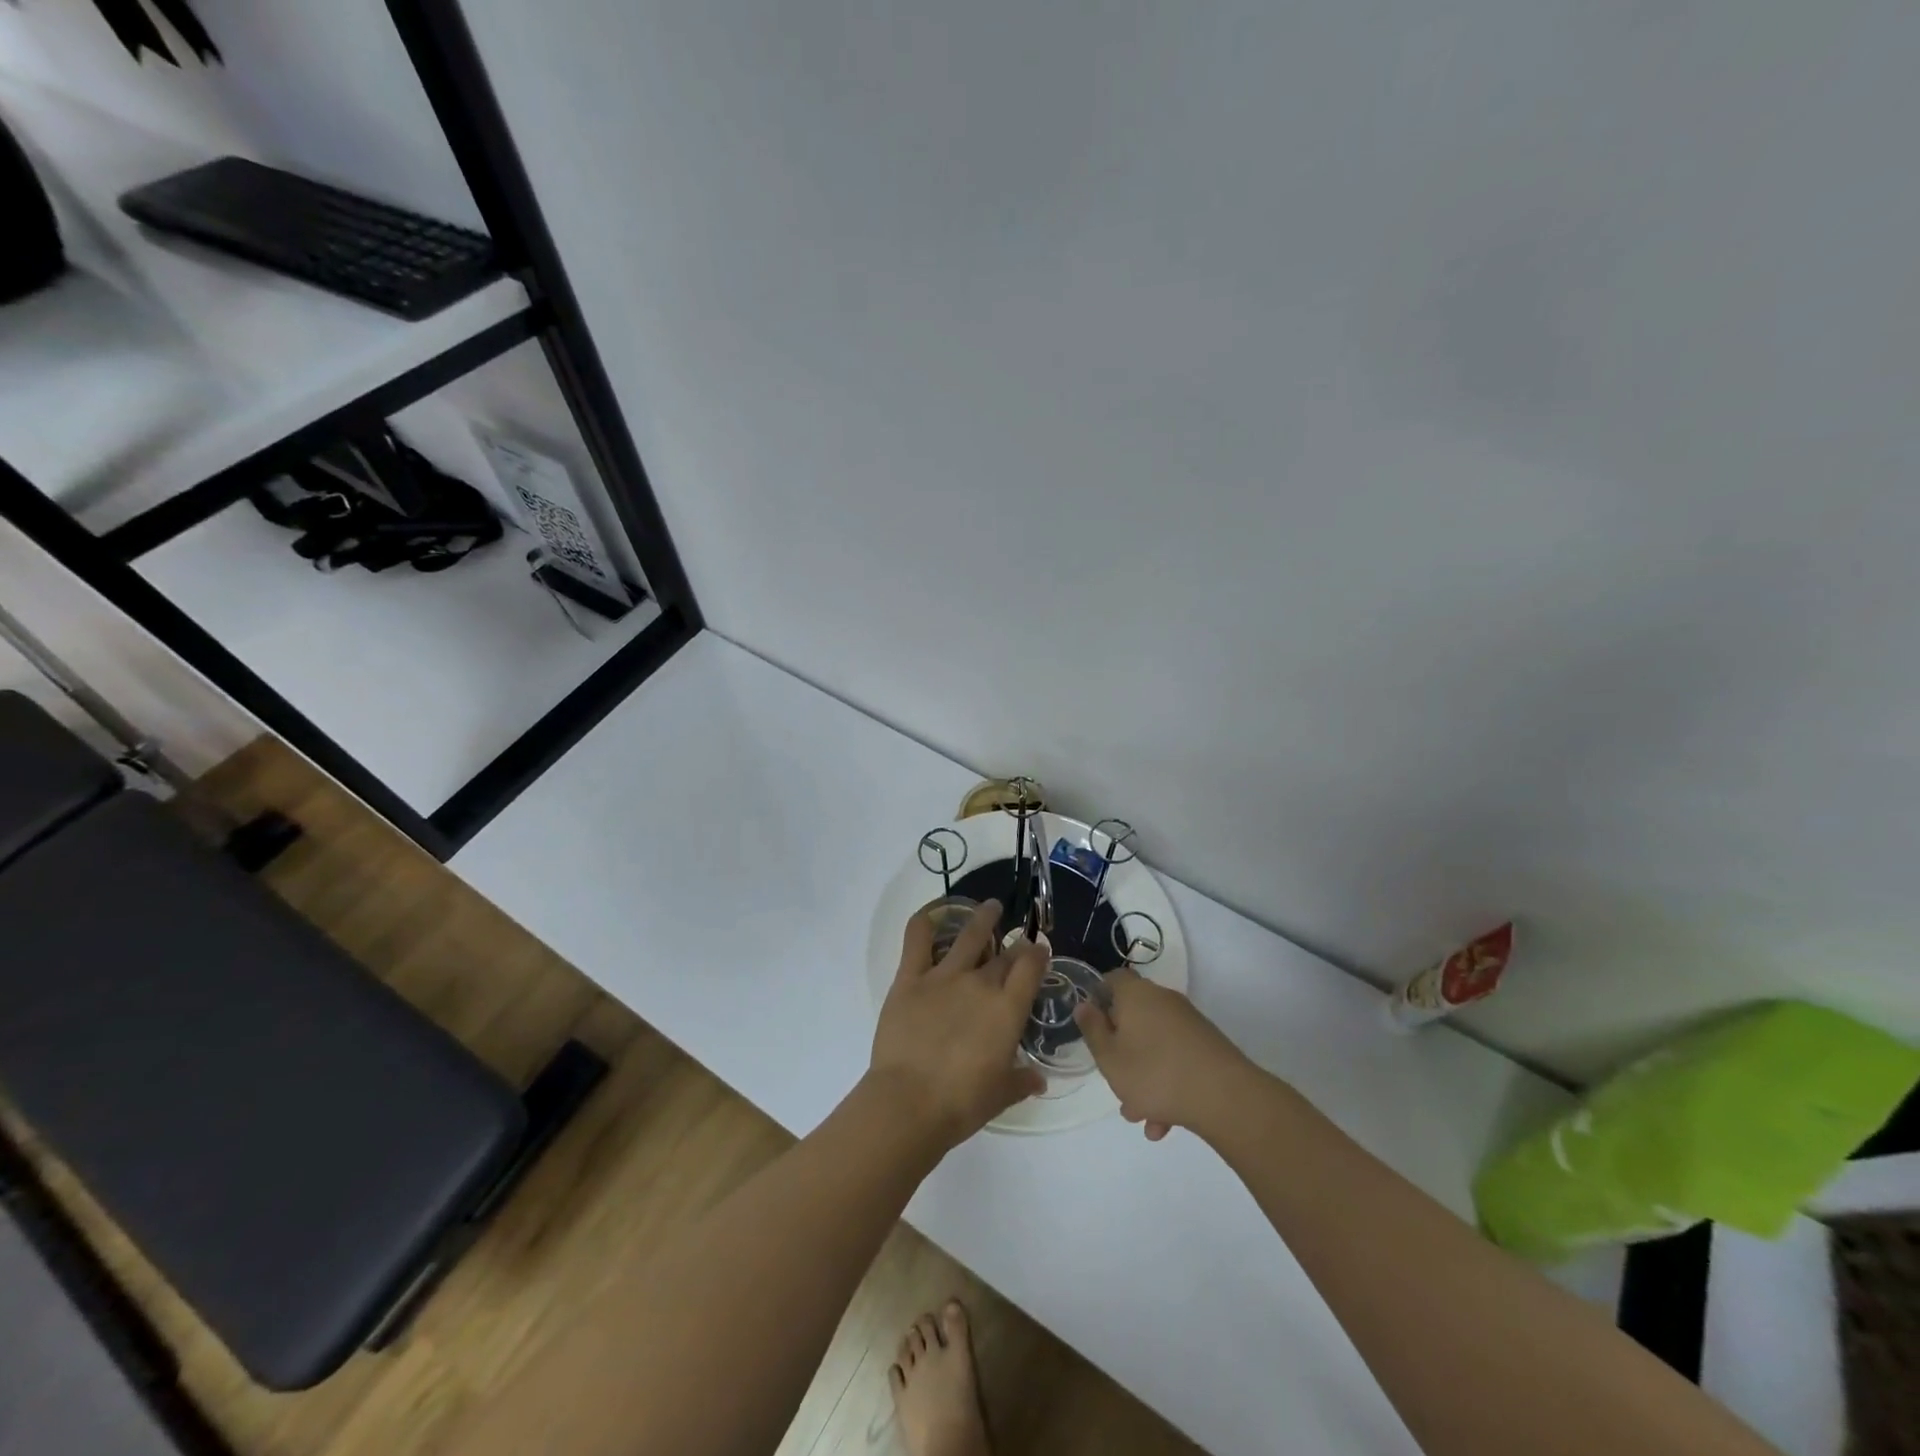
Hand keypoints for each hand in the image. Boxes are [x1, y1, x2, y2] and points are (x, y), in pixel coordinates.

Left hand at [871, 900, 1048, 1148]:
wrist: (909, 1102)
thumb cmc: (961, 1104)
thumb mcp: (1002, 1095)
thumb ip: (1022, 1081)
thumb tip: (1038, 1080)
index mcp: (1008, 1009)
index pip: (1031, 967)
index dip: (1038, 954)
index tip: (1039, 950)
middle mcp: (980, 983)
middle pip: (1005, 954)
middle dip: (1015, 945)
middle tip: (1018, 940)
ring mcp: (944, 976)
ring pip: (969, 935)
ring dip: (983, 918)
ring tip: (990, 907)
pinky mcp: (910, 978)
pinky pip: (918, 939)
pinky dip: (925, 921)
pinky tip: (932, 913)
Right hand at [1073, 969, 1254, 1140]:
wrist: (1225, 1097)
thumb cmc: (1154, 1073)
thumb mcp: (1109, 1057)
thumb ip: (1092, 1030)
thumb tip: (1084, 1005)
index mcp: (1136, 995)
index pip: (1113, 979)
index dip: (1099, 997)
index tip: (1093, 1026)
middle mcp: (1163, 1000)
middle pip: (1134, 1016)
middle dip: (1122, 1049)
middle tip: (1114, 1079)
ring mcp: (1189, 1023)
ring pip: (1155, 1044)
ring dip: (1143, 1076)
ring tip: (1140, 1116)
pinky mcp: (1208, 1046)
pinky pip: (1176, 1059)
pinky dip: (1167, 1084)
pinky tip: (1164, 1123)